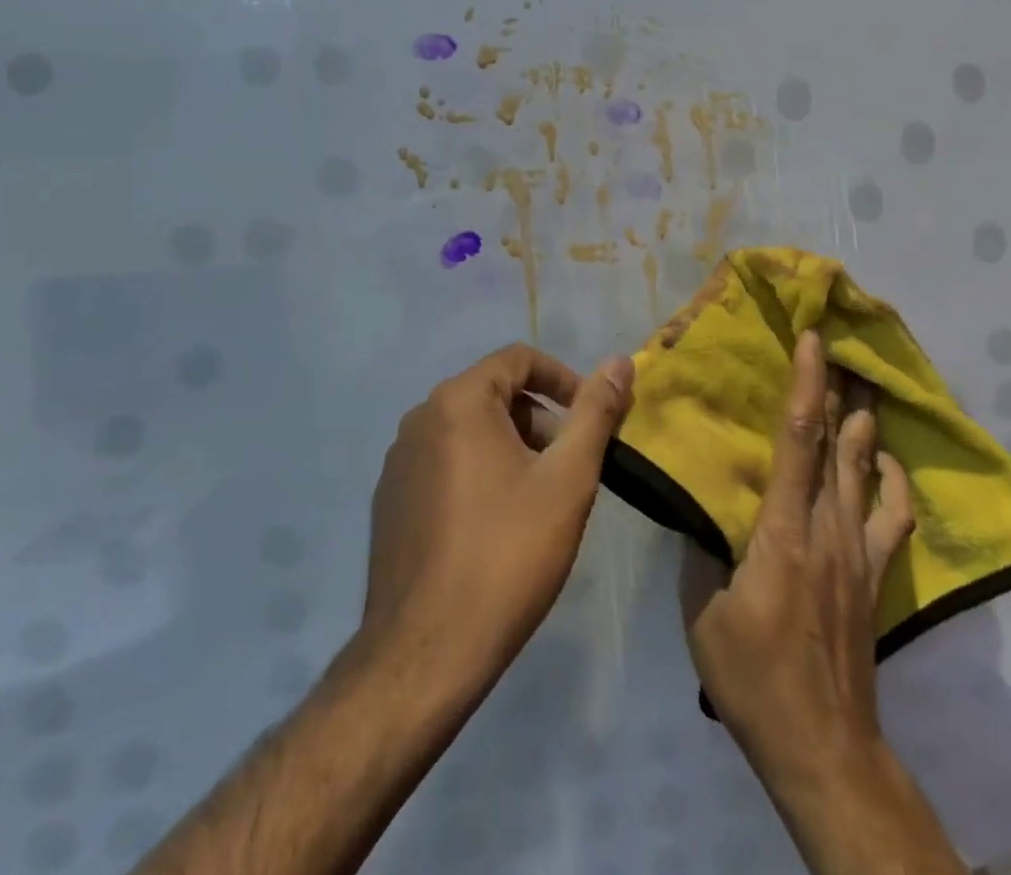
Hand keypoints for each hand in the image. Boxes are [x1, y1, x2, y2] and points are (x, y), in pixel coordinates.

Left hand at [359, 343, 634, 697]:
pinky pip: (444, 463)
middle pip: (494, 394)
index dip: (564, 380)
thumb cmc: (506, 555)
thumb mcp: (566, 479)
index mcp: (458, 400)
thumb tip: (620, 360)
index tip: (592, 420)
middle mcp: (420, 417)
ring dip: (511, 448)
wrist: (426, 652)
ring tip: (538, 501)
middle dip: (540, 420)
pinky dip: (478, 473)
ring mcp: (399, 459)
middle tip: (569, 470)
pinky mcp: (390, 498)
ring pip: (469, 430)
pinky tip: (494, 527)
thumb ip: (595, 413)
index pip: (519, 359)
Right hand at [681, 332, 956, 874]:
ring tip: (867, 385)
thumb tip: (693, 504)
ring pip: (866, 471)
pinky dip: (893, 481)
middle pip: (842, 443)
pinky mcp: (874, 577)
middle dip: (845, 390)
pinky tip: (887, 461)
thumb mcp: (703, 614)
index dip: (807, 385)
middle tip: (846, 345)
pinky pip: (893, 517)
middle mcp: (829, 528)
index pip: (799, 440)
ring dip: (867, 424)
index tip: (812, 340)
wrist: (823, 747)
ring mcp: (858, 552)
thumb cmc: (755, 677)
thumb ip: (700, 550)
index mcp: (784, 530)